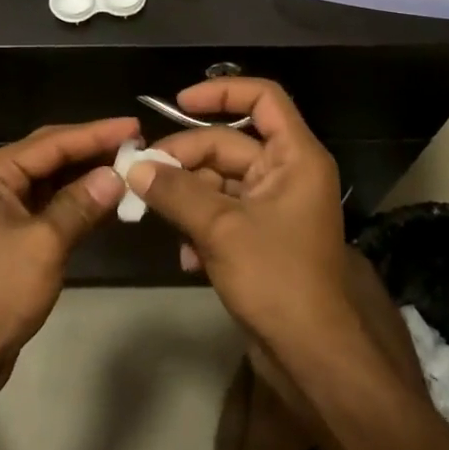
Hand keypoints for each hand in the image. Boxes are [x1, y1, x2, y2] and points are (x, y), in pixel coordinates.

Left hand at [0, 117, 135, 395]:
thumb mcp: (44, 244)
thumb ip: (81, 204)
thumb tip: (117, 174)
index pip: (50, 142)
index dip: (95, 133)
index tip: (135, 125)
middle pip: (49, 156)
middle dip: (92, 151)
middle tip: (137, 143)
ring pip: (50, 180)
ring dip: (87, 176)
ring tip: (130, 166)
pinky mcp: (8, 231)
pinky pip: (47, 204)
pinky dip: (75, 202)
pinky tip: (107, 199)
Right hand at [126, 79, 354, 358]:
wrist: (314, 357)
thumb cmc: (277, 279)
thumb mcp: (221, 228)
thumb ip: (174, 192)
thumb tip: (135, 167)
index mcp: (295, 157)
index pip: (263, 98)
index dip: (221, 92)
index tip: (178, 104)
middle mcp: (287, 174)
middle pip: (228, 144)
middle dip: (184, 159)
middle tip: (143, 177)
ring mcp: (273, 207)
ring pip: (219, 181)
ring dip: (186, 197)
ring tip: (156, 216)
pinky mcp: (261, 238)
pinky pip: (223, 213)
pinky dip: (200, 227)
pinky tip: (184, 256)